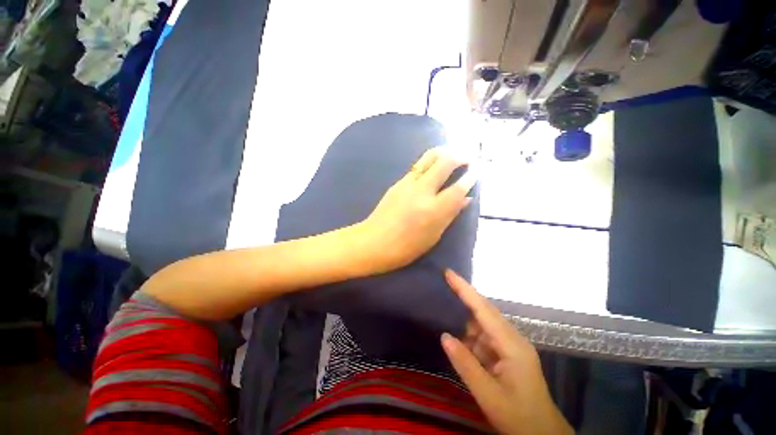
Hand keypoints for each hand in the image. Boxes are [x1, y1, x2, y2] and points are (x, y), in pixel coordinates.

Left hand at [356, 148, 475, 273]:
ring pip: (428, 158)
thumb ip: (450, 215)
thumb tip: (466, 199)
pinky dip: (429, 162)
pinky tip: (433, 166)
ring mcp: (407, 184)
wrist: (374, 242)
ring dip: (443, 153)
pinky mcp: (397, 182)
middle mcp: (422, 191)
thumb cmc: (406, 248)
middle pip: (444, 163)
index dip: (470, 178)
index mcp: (433, 210)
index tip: (476, 171)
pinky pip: (417, 166)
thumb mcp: (433, 236)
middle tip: (467, 158)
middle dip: (459, 157)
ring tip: (452, 154)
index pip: (458, 188)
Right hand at [440, 270, 573, 434]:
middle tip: (442, 285)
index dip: (465, 289)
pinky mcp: (506, 353)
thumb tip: (444, 336)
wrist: (543, 434)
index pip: (484, 310)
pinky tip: (459, 341)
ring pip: (481, 324)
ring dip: (464, 323)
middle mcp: (512, 338)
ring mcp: (510, 345)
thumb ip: (465, 364)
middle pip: (484, 311)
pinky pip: (483, 338)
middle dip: (463, 298)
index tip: (449, 273)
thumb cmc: (519, 417)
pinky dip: (470, 338)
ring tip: (444, 314)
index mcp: (512, 345)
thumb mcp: (488, 395)